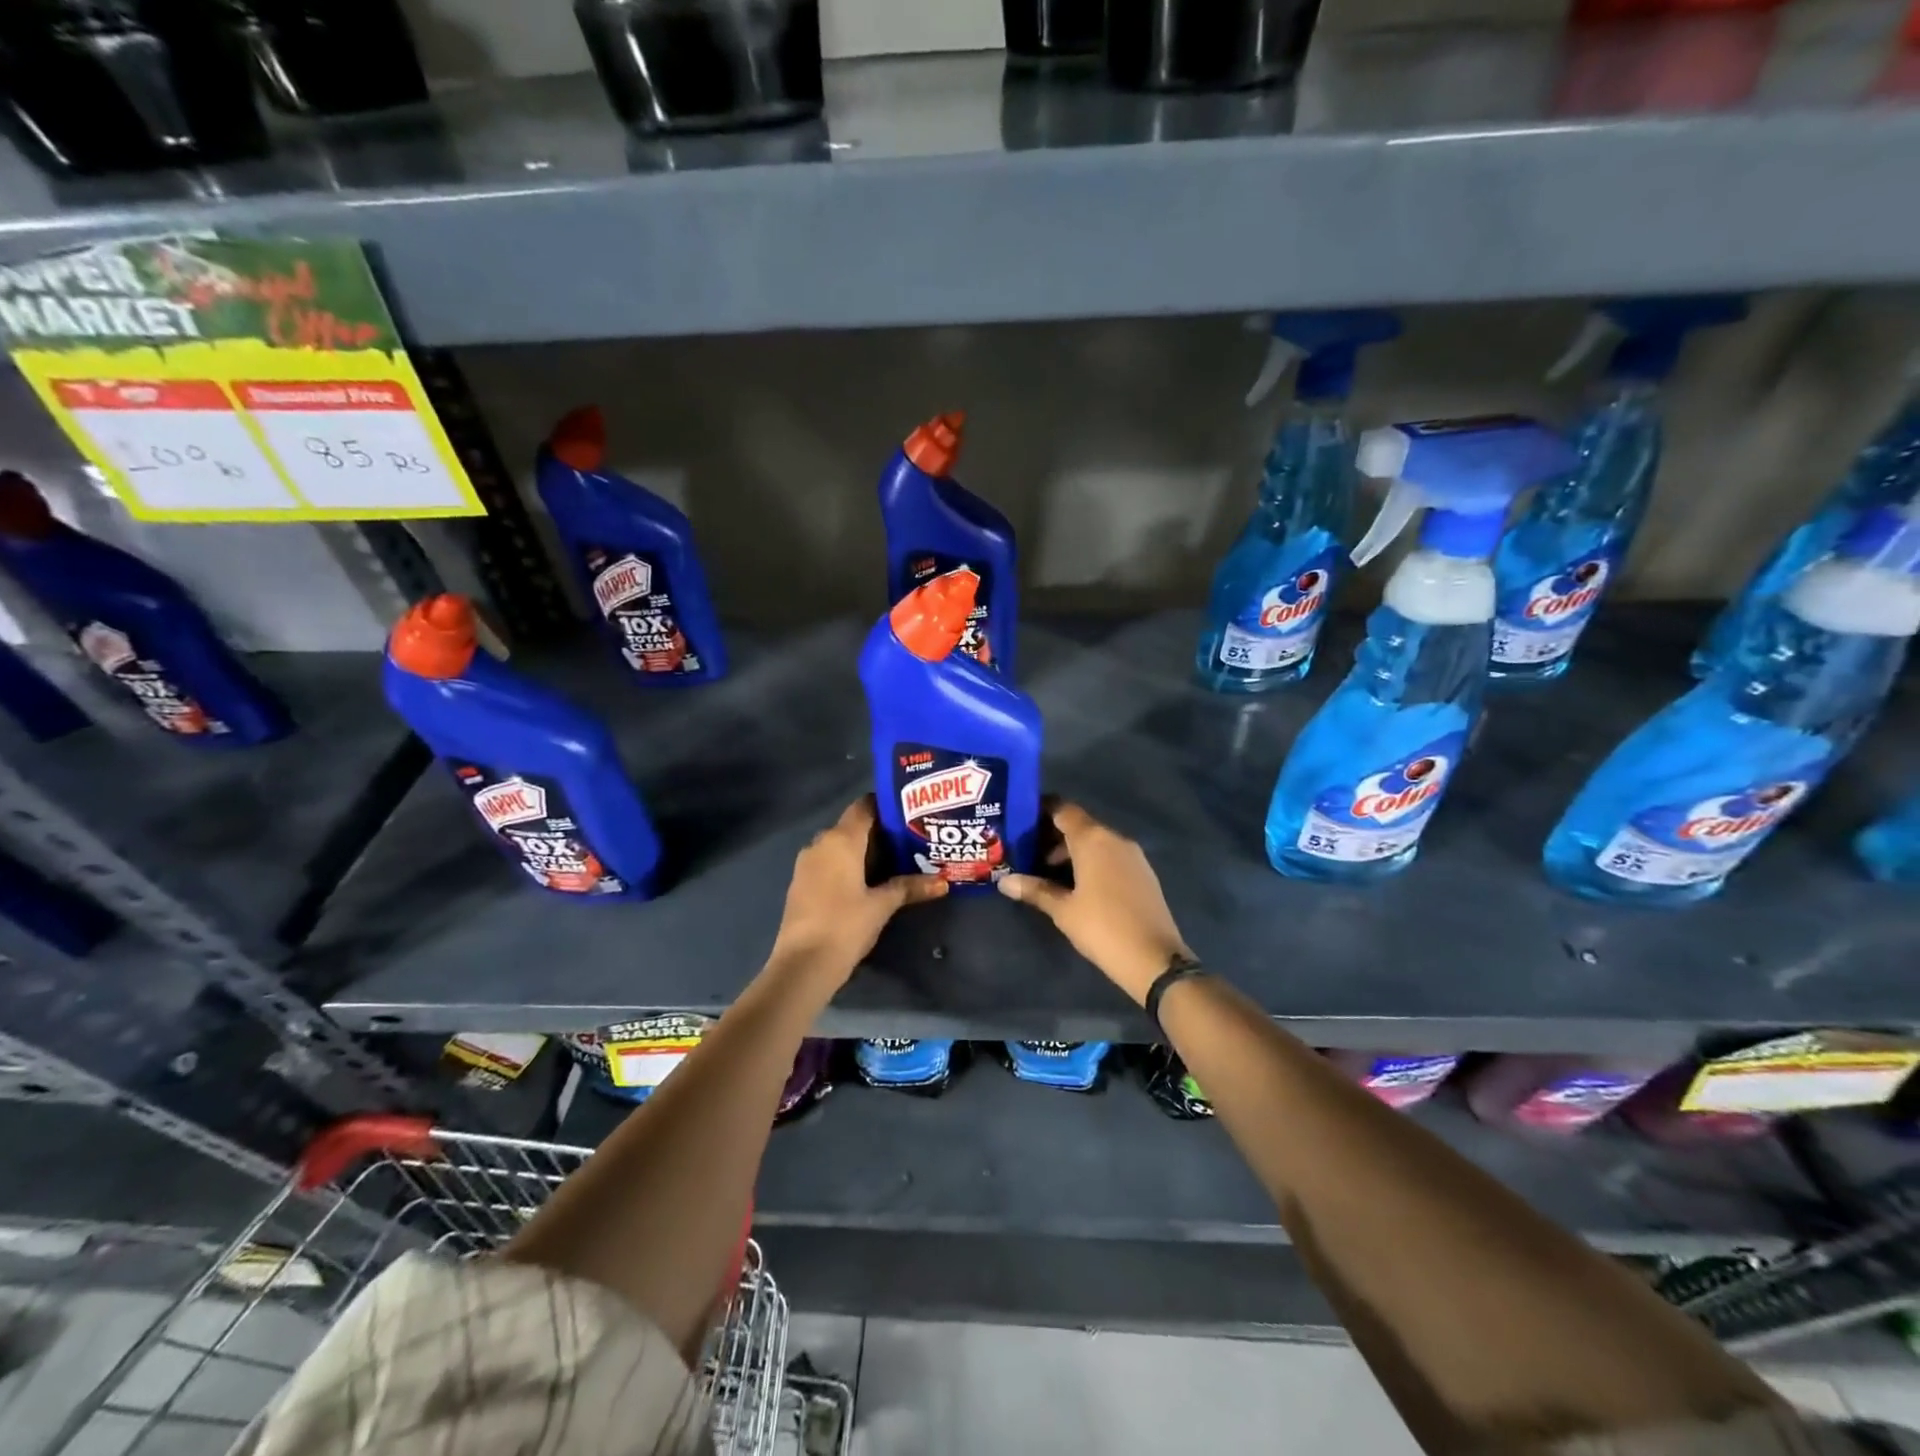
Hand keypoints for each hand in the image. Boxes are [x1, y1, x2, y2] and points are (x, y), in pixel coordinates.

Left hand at [769, 796, 947, 984]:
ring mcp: (806, 863)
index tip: (910, 815)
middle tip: (909, 841)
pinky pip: (828, 863)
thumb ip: (910, 887)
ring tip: (893, 862)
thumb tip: (943, 882)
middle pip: (852, 826)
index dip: (886, 806)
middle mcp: (820, 843)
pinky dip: (846, 866)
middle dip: (879, 832)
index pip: (864, 806)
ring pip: (839, 846)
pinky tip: (866, 882)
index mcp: (840, 839)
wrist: (802, 965)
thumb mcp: (882, 905)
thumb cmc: (845, 925)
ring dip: (862, 851)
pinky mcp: (801, 883)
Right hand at [997, 802, 1192, 1005]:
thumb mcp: (1063, 910)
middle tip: (1029, 855)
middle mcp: (1115, 839)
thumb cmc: (1102, 927)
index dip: (1042, 811)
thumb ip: (1035, 890)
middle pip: (1080, 826)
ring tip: (1049, 874)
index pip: (1064, 809)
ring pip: (1097, 842)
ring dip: (1073, 852)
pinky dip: (1093, 862)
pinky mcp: (1144, 873)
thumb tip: (1004, 882)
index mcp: (1093, 839)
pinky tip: (1079, 886)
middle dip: (1054, 837)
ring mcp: (1133, 856)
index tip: (1022, 822)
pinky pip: (1112, 857)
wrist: (1155, 958)